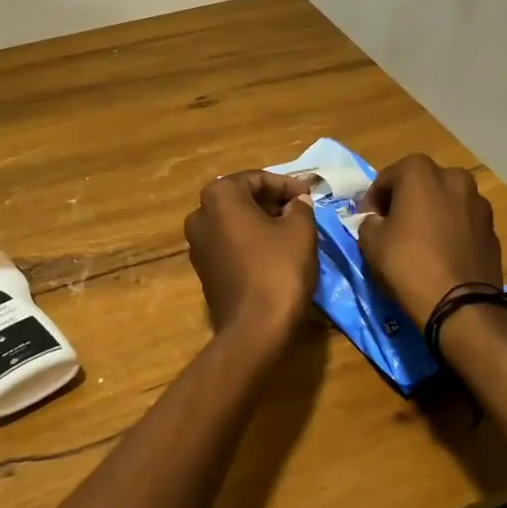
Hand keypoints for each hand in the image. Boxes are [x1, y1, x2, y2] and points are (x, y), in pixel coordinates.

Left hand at [184, 171, 317, 342]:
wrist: (255, 328)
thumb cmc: (279, 269)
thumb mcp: (300, 230)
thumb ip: (299, 207)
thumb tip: (297, 202)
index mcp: (219, 196)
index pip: (257, 179)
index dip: (287, 184)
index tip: (309, 194)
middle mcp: (199, 214)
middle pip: (241, 198)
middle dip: (272, 202)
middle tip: (301, 210)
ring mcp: (196, 244)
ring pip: (234, 222)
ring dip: (261, 221)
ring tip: (292, 230)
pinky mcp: (203, 269)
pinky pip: (229, 244)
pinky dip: (250, 241)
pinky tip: (274, 252)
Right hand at [355, 155, 501, 324]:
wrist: (461, 304)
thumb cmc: (408, 263)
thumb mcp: (370, 242)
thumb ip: (369, 222)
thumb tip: (378, 222)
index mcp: (421, 172)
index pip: (386, 178)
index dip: (372, 200)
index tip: (367, 221)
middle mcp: (454, 178)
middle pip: (421, 184)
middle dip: (405, 200)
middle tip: (392, 225)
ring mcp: (478, 203)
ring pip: (445, 201)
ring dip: (431, 213)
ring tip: (419, 240)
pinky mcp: (492, 229)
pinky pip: (463, 222)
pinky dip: (450, 230)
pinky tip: (441, 253)